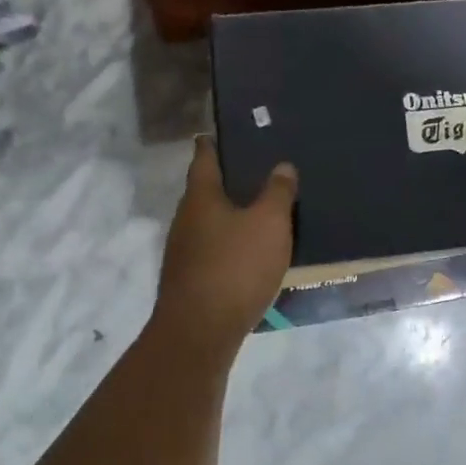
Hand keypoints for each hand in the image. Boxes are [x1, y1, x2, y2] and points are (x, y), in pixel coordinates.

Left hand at [152, 136, 297, 349]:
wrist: (200, 332)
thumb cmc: (235, 267)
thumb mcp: (269, 224)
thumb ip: (277, 192)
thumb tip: (282, 166)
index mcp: (201, 198)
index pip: (204, 159)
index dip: (211, 144)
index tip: (218, 132)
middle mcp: (185, 220)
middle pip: (204, 191)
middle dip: (225, 181)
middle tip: (254, 171)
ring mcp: (183, 252)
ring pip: (208, 222)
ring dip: (228, 215)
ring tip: (258, 211)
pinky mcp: (190, 280)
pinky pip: (212, 249)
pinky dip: (229, 244)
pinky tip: (249, 253)